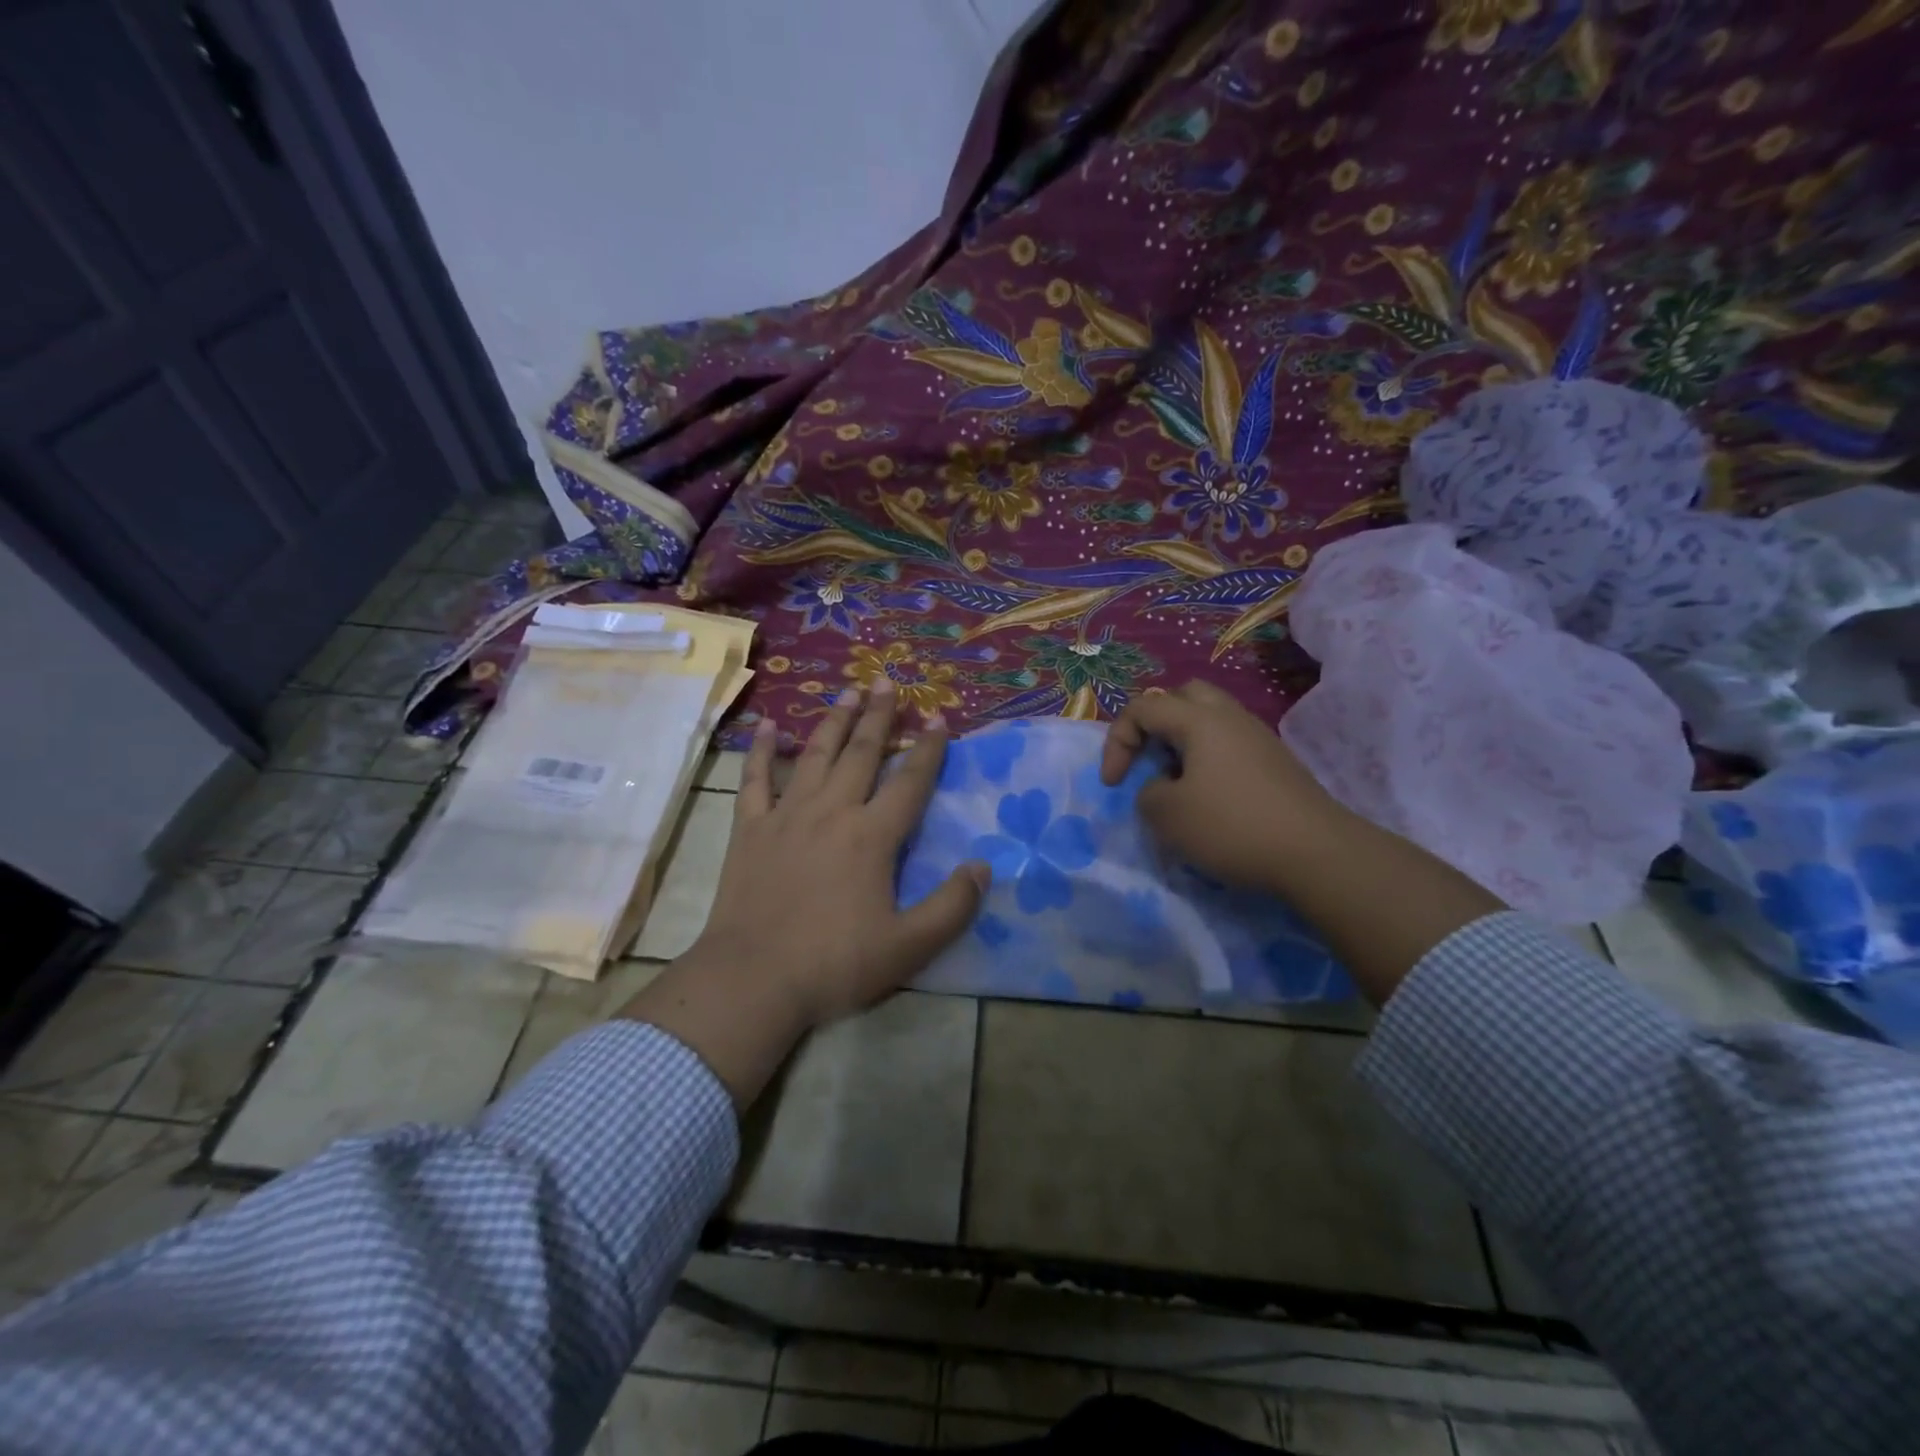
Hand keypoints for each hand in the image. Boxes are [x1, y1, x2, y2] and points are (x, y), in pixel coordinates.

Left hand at [624, 682, 986, 1109]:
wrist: (753, 979)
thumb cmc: (834, 963)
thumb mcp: (908, 946)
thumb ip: (952, 906)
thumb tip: (983, 867)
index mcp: (872, 837)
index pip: (909, 782)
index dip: (928, 750)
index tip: (939, 719)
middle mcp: (832, 812)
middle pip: (860, 753)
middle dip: (878, 717)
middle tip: (888, 683)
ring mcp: (787, 816)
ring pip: (814, 755)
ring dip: (834, 721)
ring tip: (848, 693)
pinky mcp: (750, 829)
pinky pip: (756, 779)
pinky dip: (762, 751)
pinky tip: (768, 727)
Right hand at [1104, 679, 1504, 1004]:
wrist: (1316, 853)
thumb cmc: (1232, 826)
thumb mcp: (1168, 815)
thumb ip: (1147, 793)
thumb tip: (1161, 788)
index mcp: (1199, 719)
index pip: (1142, 708)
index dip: (1117, 742)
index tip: (1113, 784)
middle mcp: (1230, 717)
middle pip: (1182, 698)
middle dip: (1154, 724)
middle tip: (1147, 759)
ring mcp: (1258, 738)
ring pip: (1209, 720)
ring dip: (1182, 743)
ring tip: (1175, 782)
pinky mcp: (1275, 762)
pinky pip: (1229, 744)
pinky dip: (1207, 760)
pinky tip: (1209, 798)